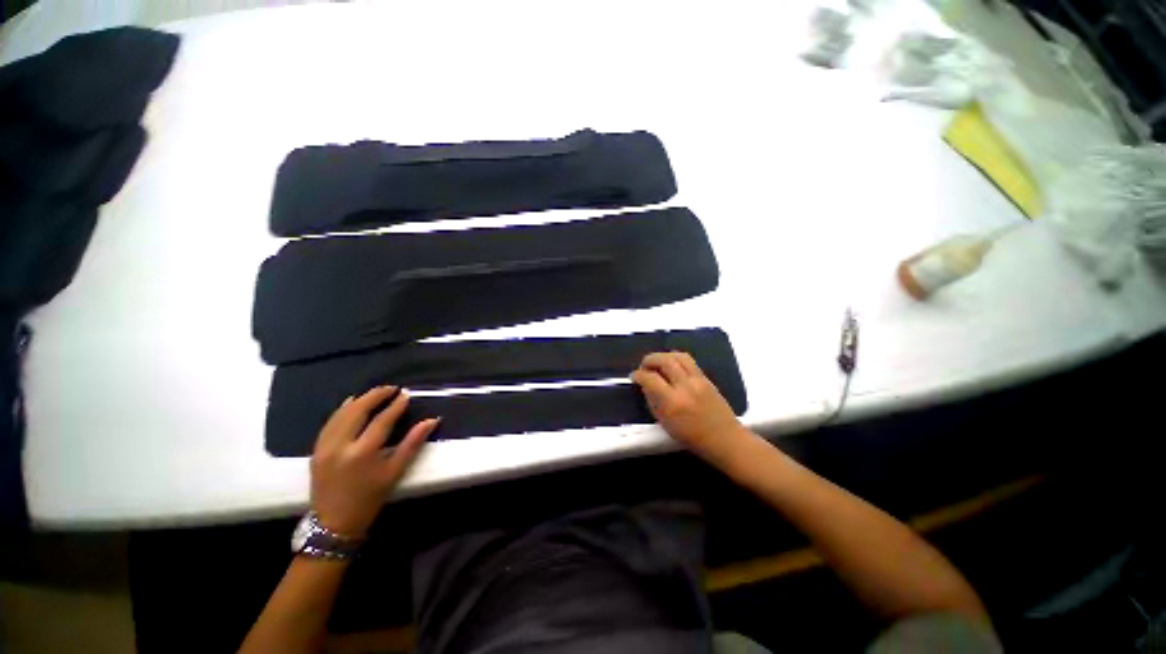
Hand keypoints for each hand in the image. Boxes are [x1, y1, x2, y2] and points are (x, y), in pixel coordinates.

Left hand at [310, 386, 438, 536]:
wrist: (334, 523)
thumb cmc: (370, 498)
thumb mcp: (395, 472)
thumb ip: (413, 443)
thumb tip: (432, 420)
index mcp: (363, 452)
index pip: (382, 420)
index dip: (396, 405)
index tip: (406, 394)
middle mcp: (340, 445)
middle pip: (358, 410)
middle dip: (375, 396)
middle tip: (391, 388)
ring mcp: (324, 447)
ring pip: (341, 414)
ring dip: (359, 400)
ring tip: (375, 393)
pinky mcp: (316, 450)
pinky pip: (329, 423)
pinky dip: (341, 410)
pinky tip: (350, 403)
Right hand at [631, 352, 747, 458]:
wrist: (725, 439)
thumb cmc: (692, 437)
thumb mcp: (665, 423)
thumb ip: (652, 401)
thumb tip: (645, 385)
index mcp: (673, 402)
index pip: (650, 378)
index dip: (638, 375)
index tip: (634, 377)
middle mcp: (685, 387)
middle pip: (664, 360)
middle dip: (649, 360)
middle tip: (644, 367)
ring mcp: (698, 380)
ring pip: (677, 355)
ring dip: (663, 356)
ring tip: (657, 364)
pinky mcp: (706, 378)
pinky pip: (688, 361)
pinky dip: (675, 359)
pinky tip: (671, 367)